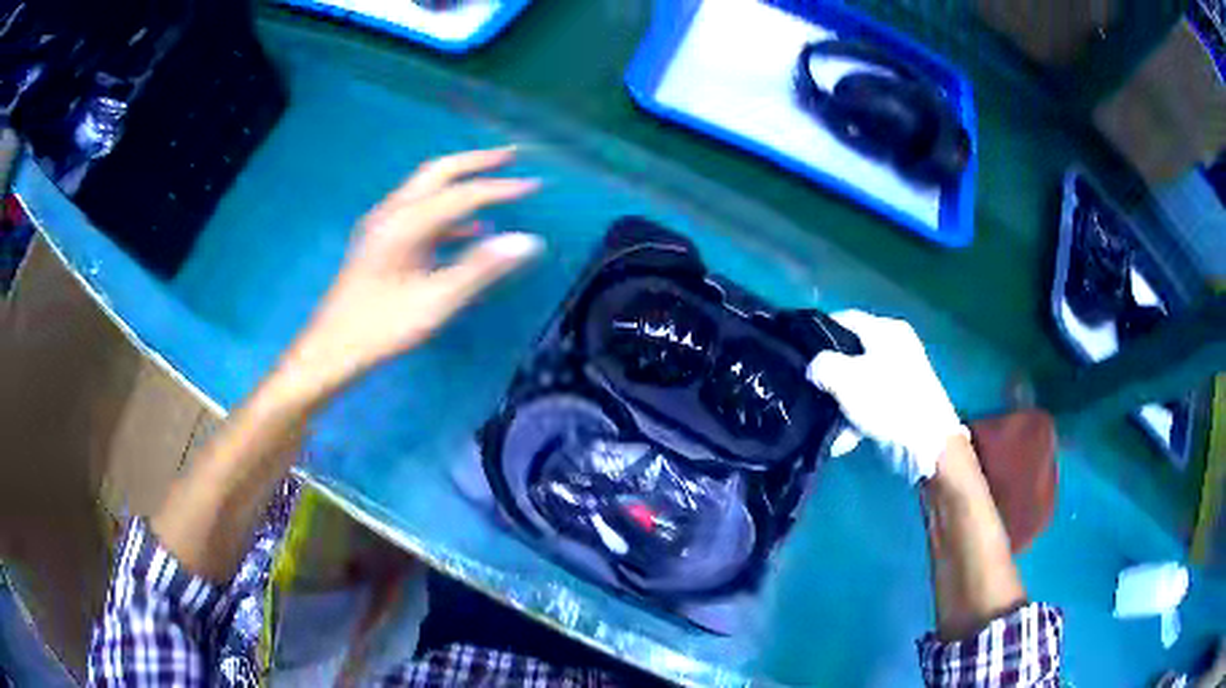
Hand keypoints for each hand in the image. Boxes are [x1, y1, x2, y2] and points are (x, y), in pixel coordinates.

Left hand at [284, 147, 542, 395]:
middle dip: (476, 161)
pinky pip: (419, 212)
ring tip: (494, 185)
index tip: (535, 185)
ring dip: (461, 183)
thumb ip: (482, 268)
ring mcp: (382, 224)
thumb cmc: (383, 326)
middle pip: (438, 172)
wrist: (332, 346)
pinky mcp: (380, 239)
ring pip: (426, 189)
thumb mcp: (436, 301)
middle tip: (511, 156)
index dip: (500, 188)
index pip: (462, 194)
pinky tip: (468, 229)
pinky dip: (446, 212)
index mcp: (406, 222)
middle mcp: (392, 212)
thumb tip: (528, 241)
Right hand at [806, 310, 965, 483]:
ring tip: (823, 423)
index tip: (796, 350)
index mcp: (886, 330)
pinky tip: (842, 441)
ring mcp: (902, 374)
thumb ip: (822, 366)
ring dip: (840, 403)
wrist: (927, 443)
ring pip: (859, 382)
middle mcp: (896, 346)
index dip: (818, 331)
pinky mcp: (904, 401)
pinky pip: (872, 403)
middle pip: (851, 352)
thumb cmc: (888, 401)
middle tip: (808, 388)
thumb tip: (813, 368)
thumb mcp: (846, 379)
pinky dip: (856, 418)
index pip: (844, 318)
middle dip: (829, 374)